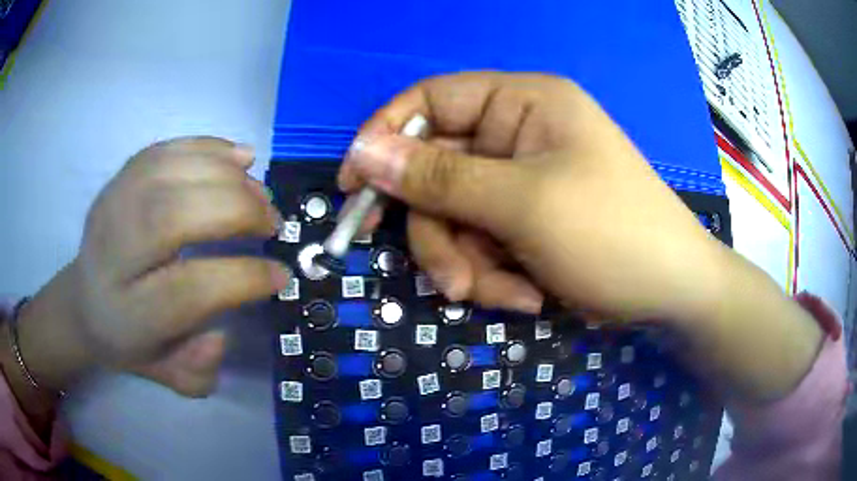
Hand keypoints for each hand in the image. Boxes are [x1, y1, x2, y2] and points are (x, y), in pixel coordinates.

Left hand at [16, 137, 287, 398]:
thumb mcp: (165, 374)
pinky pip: (164, 150)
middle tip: (272, 221)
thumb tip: (220, 335)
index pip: (186, 290)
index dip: (242, 278)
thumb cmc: (129, 340)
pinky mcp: (117, 178)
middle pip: (172, 216)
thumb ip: (197, 371)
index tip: (279, 274)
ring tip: (258, 191)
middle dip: (236, 210)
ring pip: (169, 172)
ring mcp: (110, 206)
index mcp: (127, 314)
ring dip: (226, 175)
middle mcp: (112, 254)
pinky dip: (206, 147)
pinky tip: (236, 158)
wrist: (84, 301)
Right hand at [339, 72, 721, 322]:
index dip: (385, 138)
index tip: (352, 188)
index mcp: (522, 102)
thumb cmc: (614, 235)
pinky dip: (494, 277)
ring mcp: (520, 180)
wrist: (671, 293)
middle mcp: (517, 133)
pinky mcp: (525, 222)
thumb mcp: (524, 204)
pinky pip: (481, 245)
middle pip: (438, 175)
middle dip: (443, 237)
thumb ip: (438, 179)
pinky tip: (529, 298)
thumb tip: (362, 154)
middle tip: (456, 284)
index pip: (431, 101)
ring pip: (456, 220)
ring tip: (508, 296)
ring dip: (471, 266)